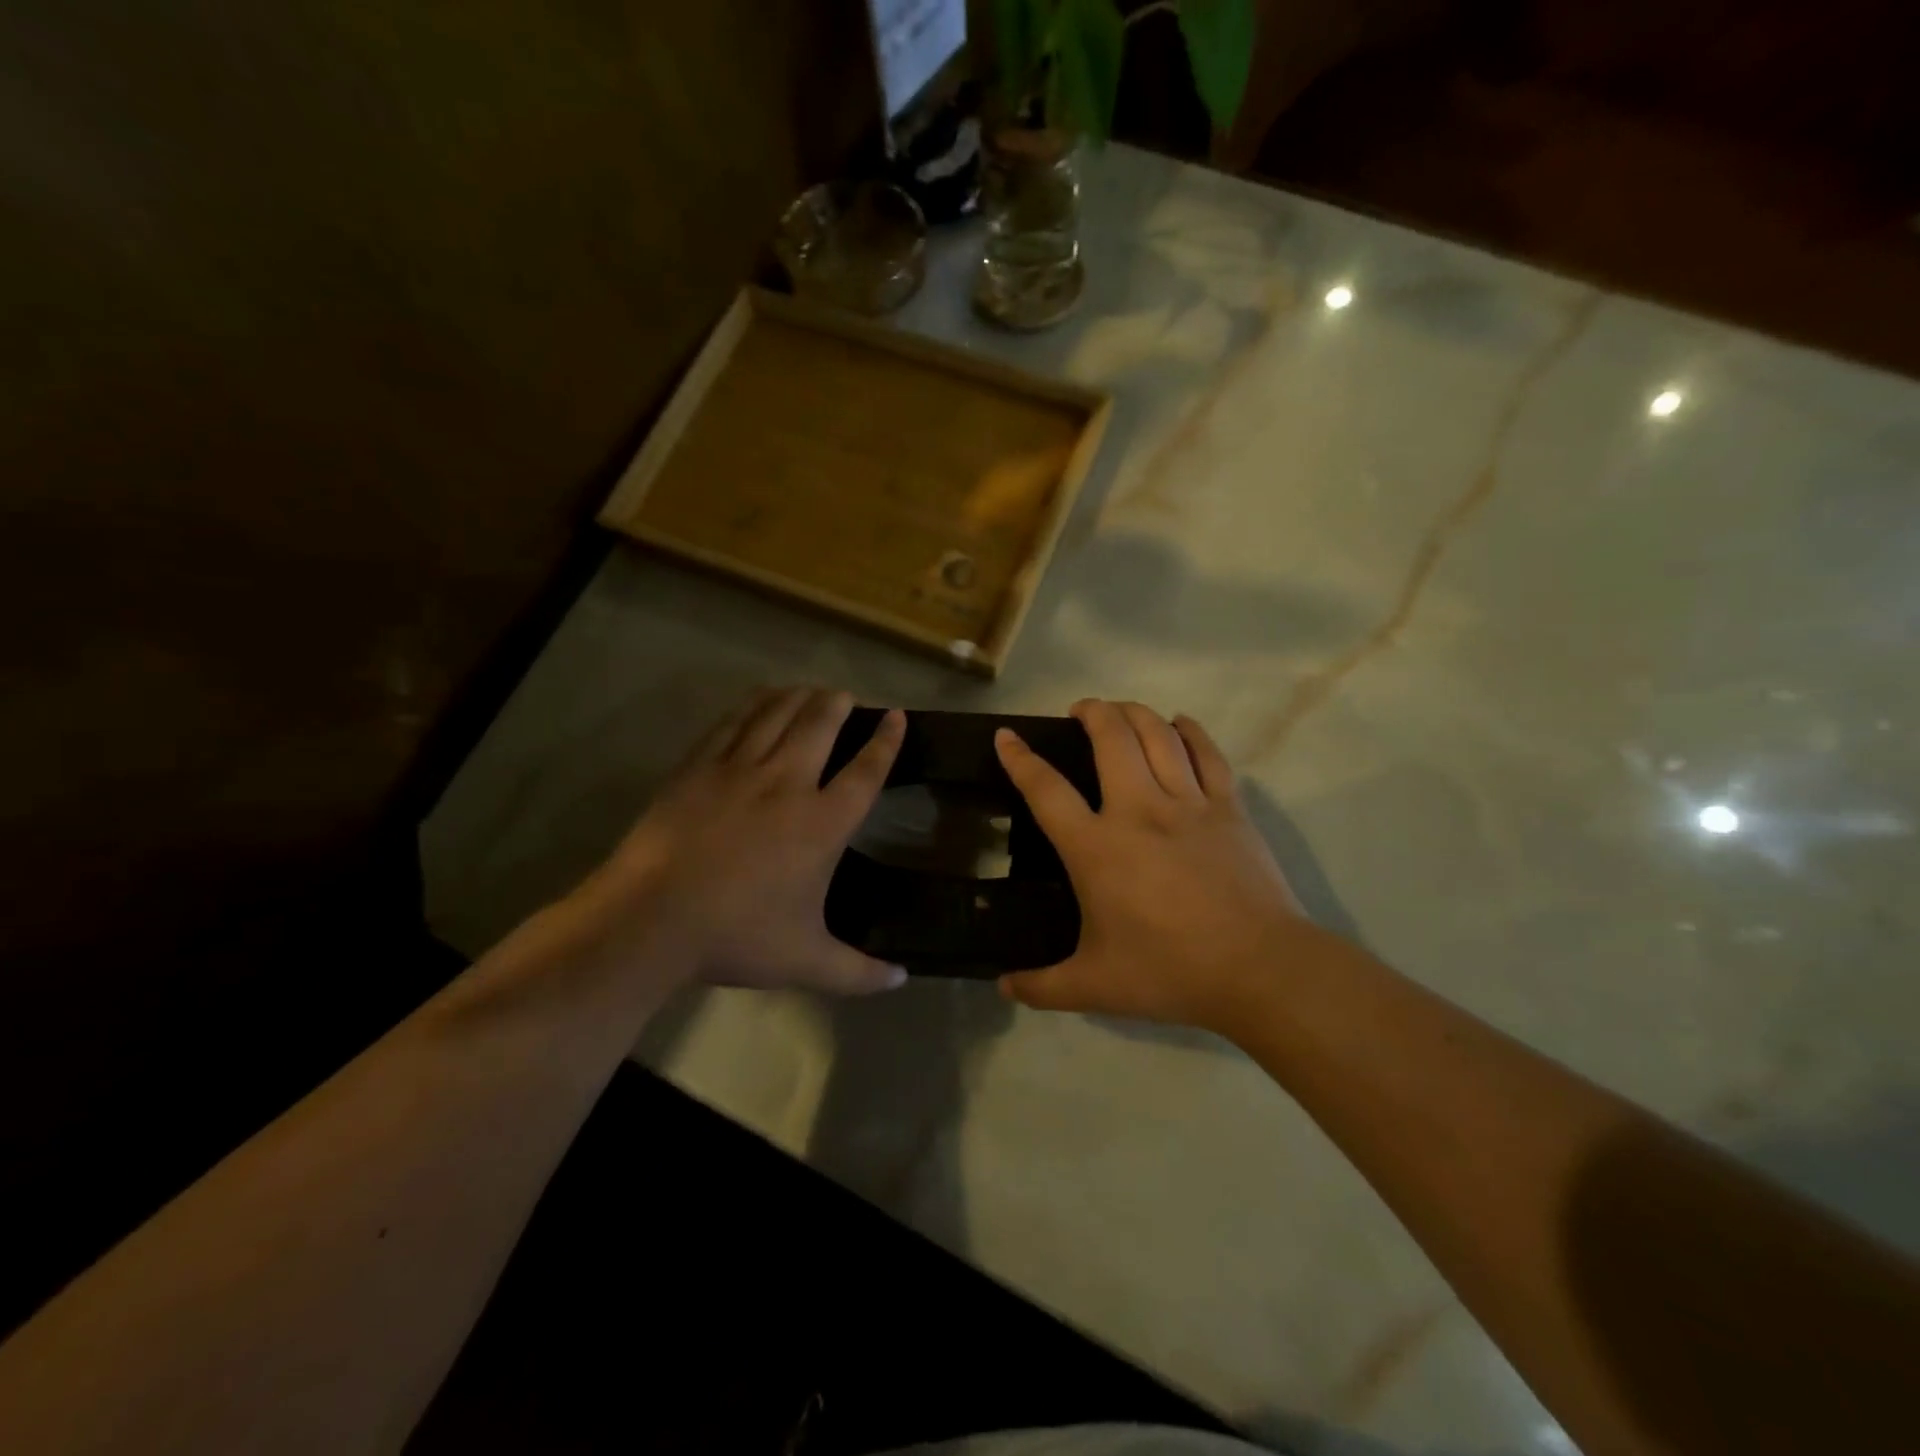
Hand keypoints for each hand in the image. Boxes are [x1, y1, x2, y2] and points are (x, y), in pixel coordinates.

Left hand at [580, 687, 907, 994]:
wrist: (652, 919)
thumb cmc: (737, 936)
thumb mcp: (807, 962)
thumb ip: (858, 971)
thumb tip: (902, 980)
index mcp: (822, 823)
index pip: (866, 771)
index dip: (886, 741)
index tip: (897, 717)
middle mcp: (788, 783)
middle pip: (821, 725)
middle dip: (839, 704)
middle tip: (847, 697)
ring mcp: (740, 769)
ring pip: (778, 714)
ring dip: (800, 697)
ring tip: (811, 690)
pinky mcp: (700, 766)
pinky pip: (734, 722)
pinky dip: (753, 705)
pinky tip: (760, 700)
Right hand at [994, 700, 1314, 1030]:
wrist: (1260, 970)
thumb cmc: (1170, 972)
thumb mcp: (1095, 987)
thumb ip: (1043, 986)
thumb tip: (1004, 987)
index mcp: (1097, 848)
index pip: (1046, 789)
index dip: (1020, 758)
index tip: (1007, 736)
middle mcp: (1138, 811)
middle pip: (1111, 738)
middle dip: (1091, 712)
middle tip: (1080, 711)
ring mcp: (1188, 804)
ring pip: (1158, 735)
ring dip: (1134, 712)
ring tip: (1120, 710)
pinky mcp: (1229, 808)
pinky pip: (1208, 753)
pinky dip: (1190, 731)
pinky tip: (1180, 723)